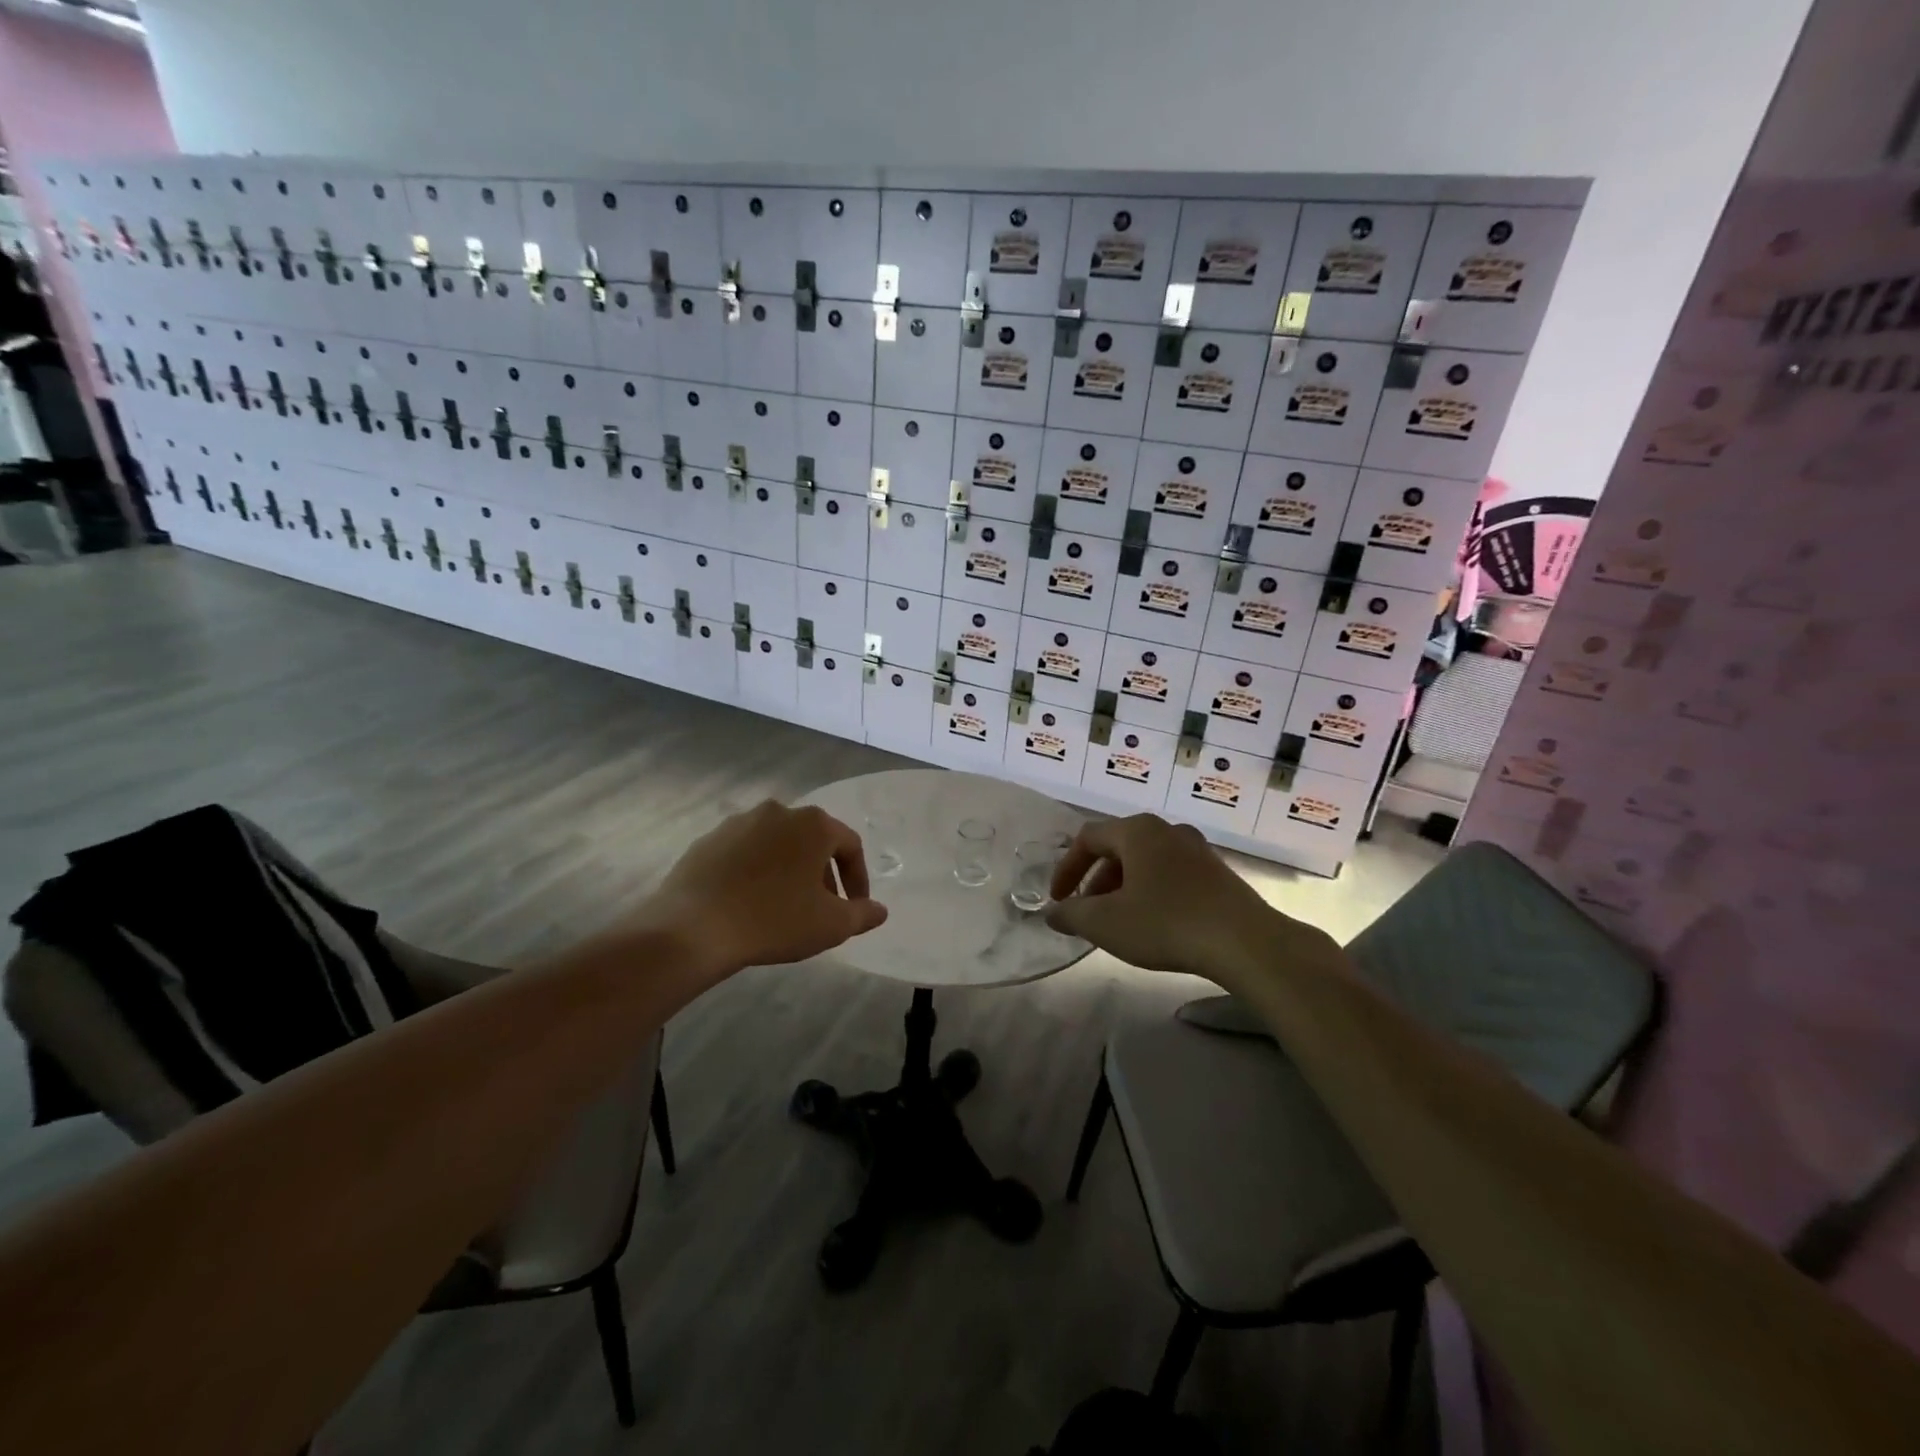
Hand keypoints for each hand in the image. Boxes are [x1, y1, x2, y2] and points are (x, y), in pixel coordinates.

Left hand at [641, 801, 888, 972]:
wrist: (693, 928)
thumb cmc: (774, 920)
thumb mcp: (831, 925)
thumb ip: (863, 914)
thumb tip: (879, 910)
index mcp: (813, 824)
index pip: (849, 845)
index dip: (858, 878)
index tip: (855, 907)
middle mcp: (778, 812)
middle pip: (812, 841)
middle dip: (823, 873)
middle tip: (821, 908)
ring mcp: (739, 823)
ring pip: (777, 845)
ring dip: (788, 870)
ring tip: (784, 906)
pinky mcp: (708, 840)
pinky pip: (744, 853)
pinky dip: (755, 872)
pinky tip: (749, 903)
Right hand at [1045, 815, 1324, 979]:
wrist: (1245, 943)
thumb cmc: (1166, 923)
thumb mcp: (1106, 923)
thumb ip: (1072, 914)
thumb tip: (1054, 913)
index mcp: (1137, 831)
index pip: (1088, 838)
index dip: (1066, 868)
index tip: (1058, 899)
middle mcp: (1167, 830)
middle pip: (1118, 847)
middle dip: (1095, 881)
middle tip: (1087, 913)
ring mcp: (1197, 850)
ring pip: (1146, 862)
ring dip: (1123, 888)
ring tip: (1118, 922)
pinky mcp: (1217, 873)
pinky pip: (1171, 875)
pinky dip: (1151, 892)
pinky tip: (1154, 924)